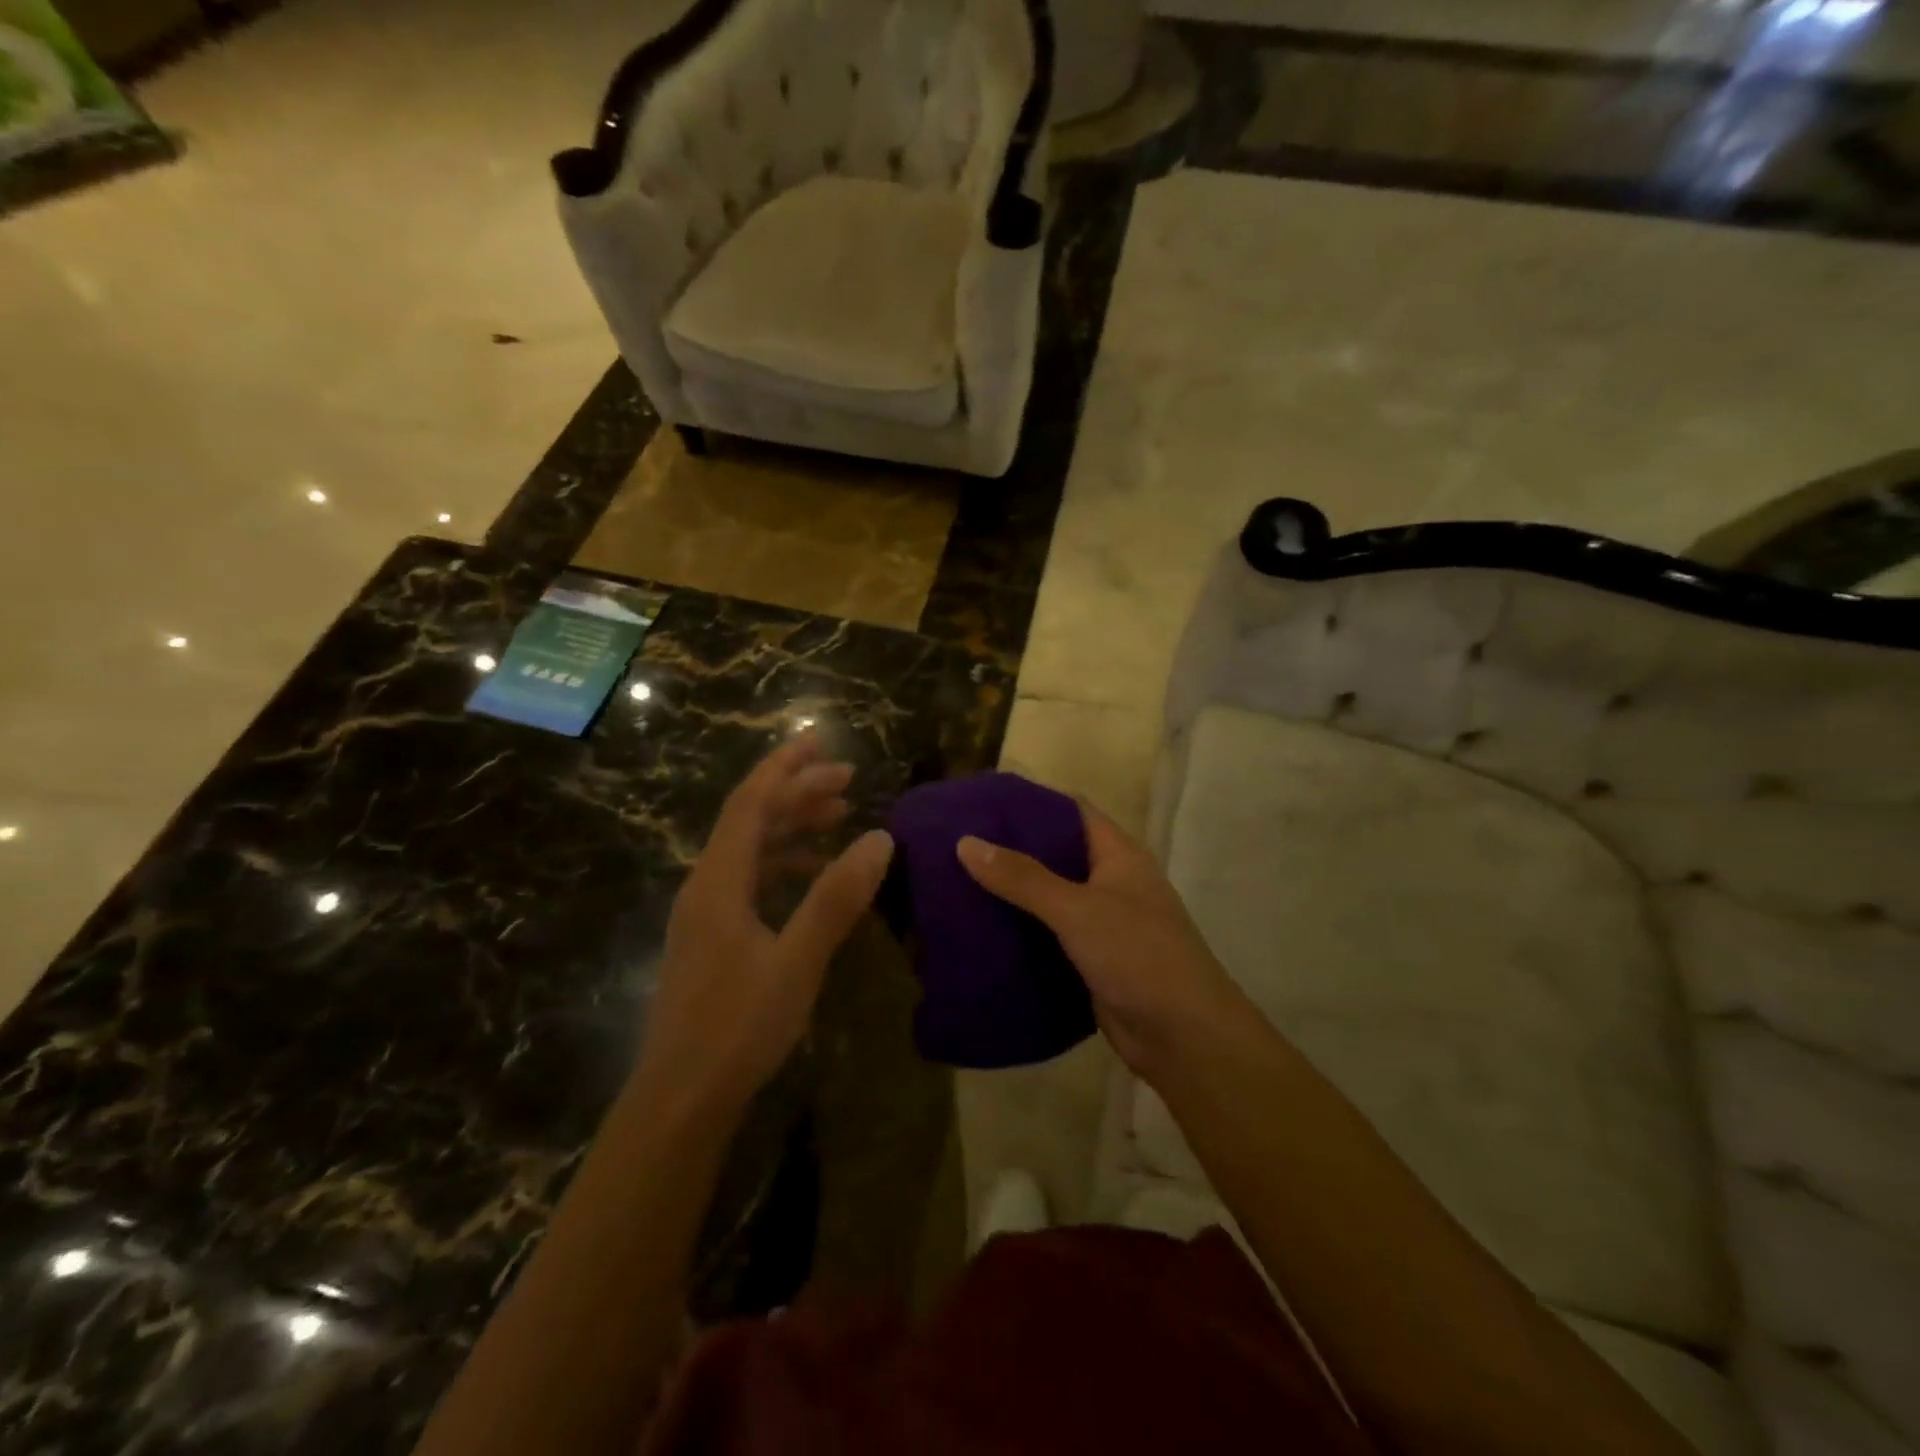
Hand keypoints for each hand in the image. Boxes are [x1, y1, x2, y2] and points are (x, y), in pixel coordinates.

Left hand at [639, 738, 894, 1117]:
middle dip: (796, 791)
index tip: (823, 742)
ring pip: (750, 849)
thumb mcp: (797, 961)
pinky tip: (813, 874)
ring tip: (839, 816)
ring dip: (792, 826)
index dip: (786, 767)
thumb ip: (836, 898)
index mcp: (718, 881)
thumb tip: (880, 838)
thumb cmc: (738, 1027)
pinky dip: (784, 863)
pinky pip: (750, 879)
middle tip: (848, 778)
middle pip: (750, 819)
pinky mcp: (713, 937)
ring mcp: (706, 913)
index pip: (751, 803)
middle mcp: (706, 886)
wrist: (680, 1098)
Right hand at [956, 797, 1241, 1081]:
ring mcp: (1103, 923)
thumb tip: (966, 842)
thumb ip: (1023, 878)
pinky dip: (1021, 930)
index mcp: (1119, 855)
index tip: (983, 802)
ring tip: (958, 881)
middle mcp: (1112, 882)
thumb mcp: (1077, 909)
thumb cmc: (1137, 955)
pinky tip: (982, 929)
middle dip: (1013, 849)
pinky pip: (1049, 935)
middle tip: (960, 844)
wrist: (1183, 1036)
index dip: (1031, 803)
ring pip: (1050, 897)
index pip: (1071, 811)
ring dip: (1013, 893)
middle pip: (1057, 854)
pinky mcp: (1092, 959)